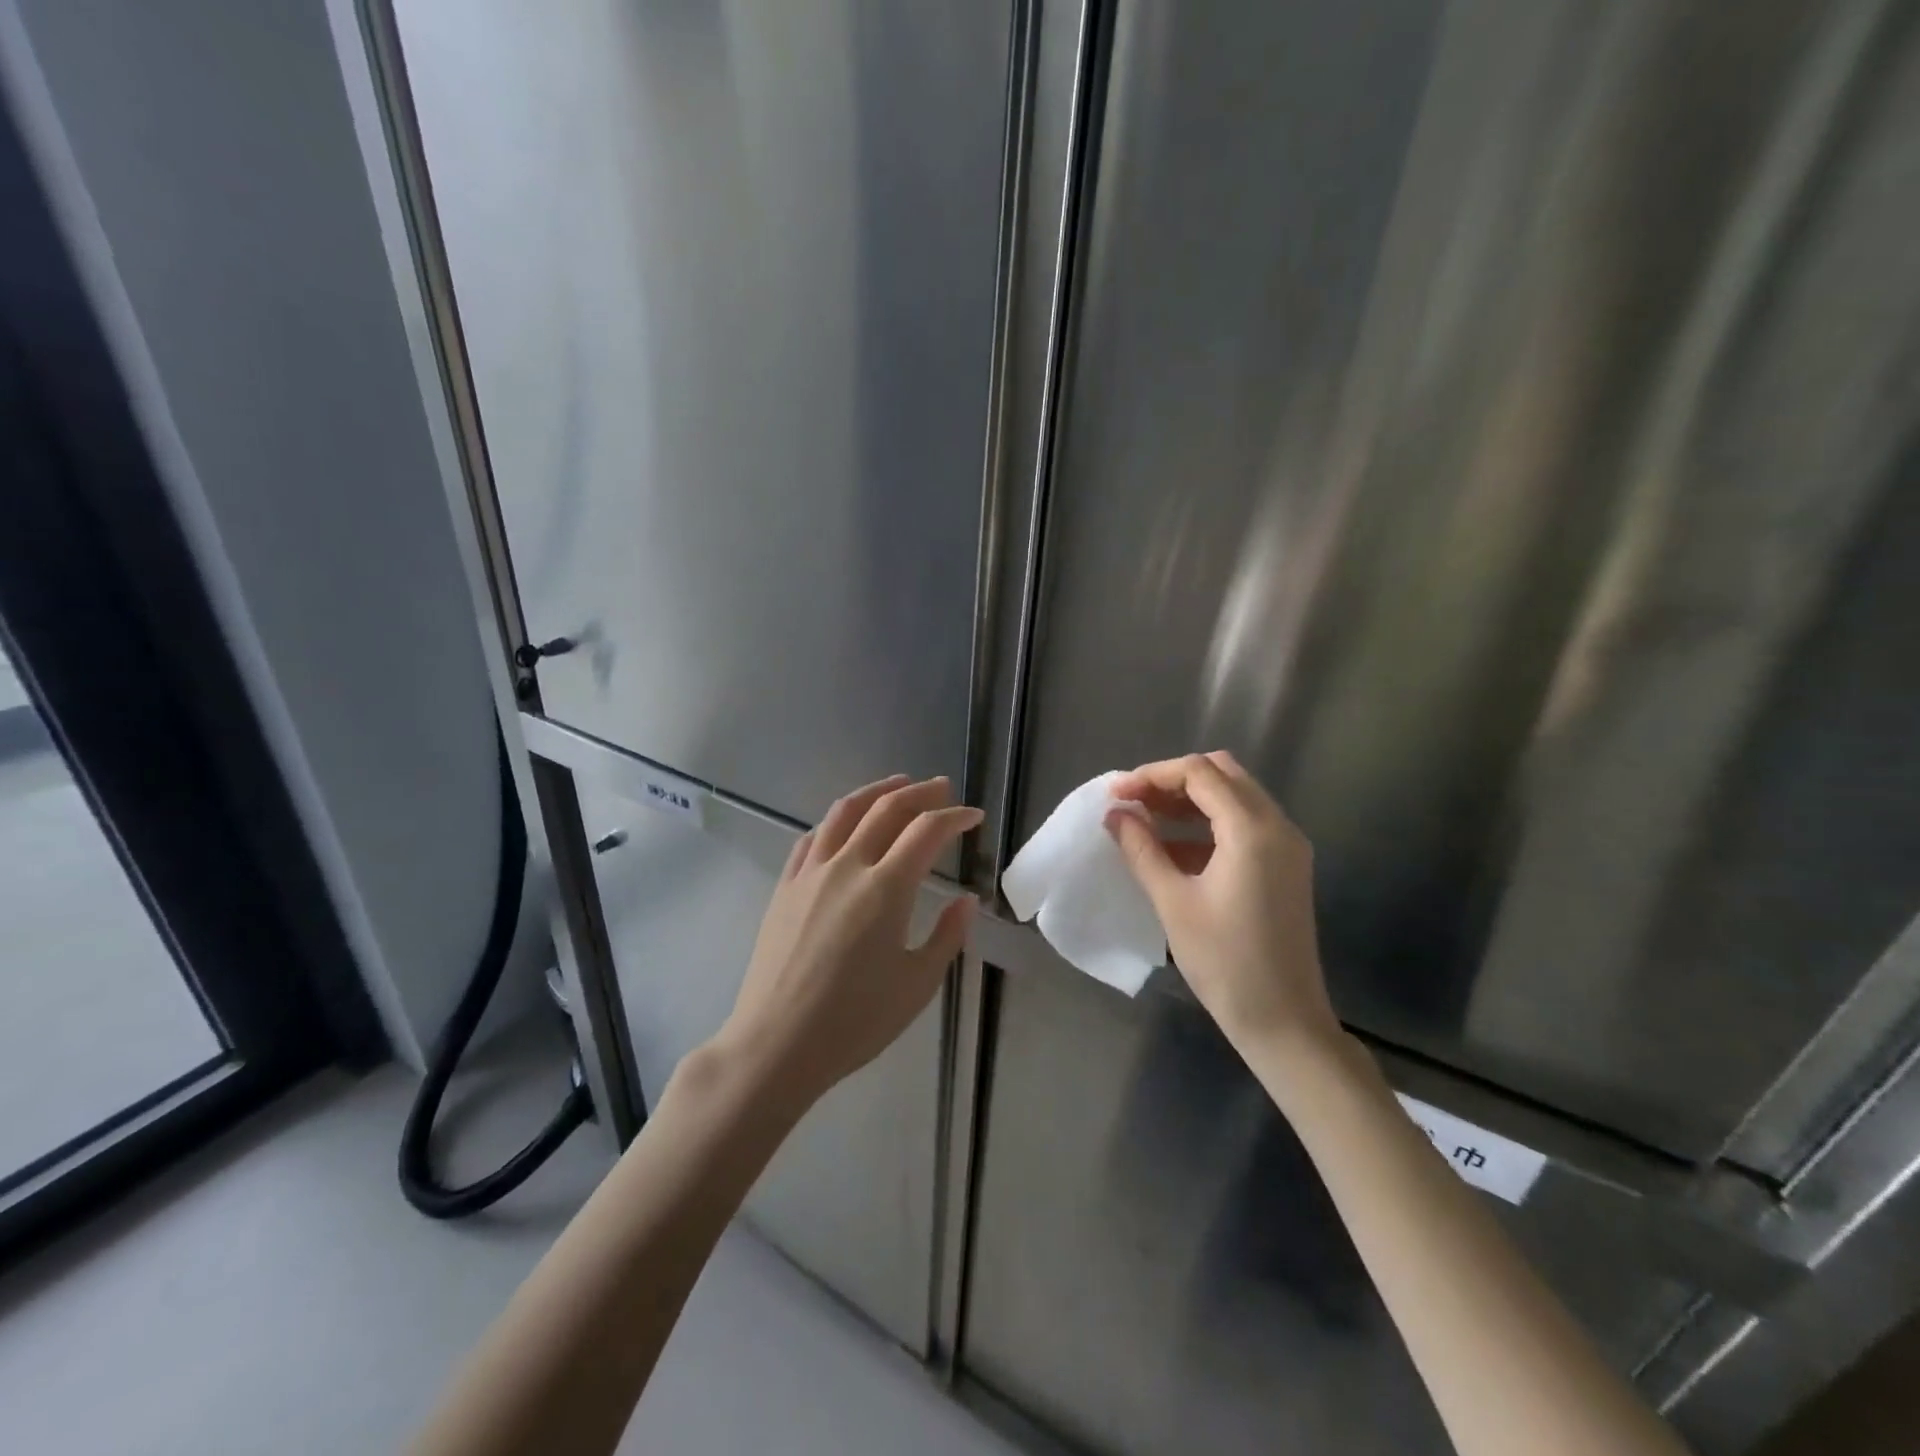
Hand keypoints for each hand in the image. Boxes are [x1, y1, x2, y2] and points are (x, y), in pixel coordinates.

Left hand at [713, 774, 978, 1112]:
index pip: (927, 832)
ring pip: (845, 812)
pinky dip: (837, 820)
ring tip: (898, 785)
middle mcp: (848, 866)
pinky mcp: (785, 886)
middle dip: (921, 793)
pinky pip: (813, 837)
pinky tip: (844, 825)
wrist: (777, 1043)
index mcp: (886, 888)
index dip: (955, 817)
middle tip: (942, 789)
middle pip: (888, 809)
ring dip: (877, 791)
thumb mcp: (917, 984)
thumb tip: (966, 900)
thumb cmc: (855, 1021)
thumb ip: (947, 935)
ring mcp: (811, 873)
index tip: (973, 817)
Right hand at [1105, 752, 1336, 1054]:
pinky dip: (1207, 824)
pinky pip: (1244, 825)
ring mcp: (1287, 846)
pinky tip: (1172, 847)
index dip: (1152, 775)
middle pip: (1221, 774)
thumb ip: (1142, 849)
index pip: (1199, 773)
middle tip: (1132, 801)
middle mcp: (1277, 826)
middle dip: (1172, 781)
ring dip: (1189, 800)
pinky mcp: (1285, 866)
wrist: (1283, 1020)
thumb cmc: (1224, 962)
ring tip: (1144, 820)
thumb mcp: (1173, 902)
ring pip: (1234, 797)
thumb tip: (1116, 815)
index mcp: (1252, 830)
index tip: (1116, 794)